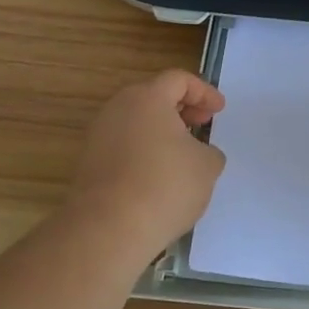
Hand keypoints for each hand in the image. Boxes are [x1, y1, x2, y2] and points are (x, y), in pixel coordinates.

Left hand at [62, 70, 226, 255]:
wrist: (108, 229)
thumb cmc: (166, 185)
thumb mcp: (207, 165)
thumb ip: (208, 150)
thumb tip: (197, 153)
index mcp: (147, 98)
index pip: (178, 80)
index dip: (204, 92)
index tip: (219, 111)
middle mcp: (117, 110)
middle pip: (153, 97)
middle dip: (181, 109)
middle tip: (201, 125)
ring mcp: (98, 137)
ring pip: (136, 123)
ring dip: (161, 132)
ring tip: (183, 154)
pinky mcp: (89, 164)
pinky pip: (123, 146)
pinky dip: (145, 151)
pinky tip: (160, 176)